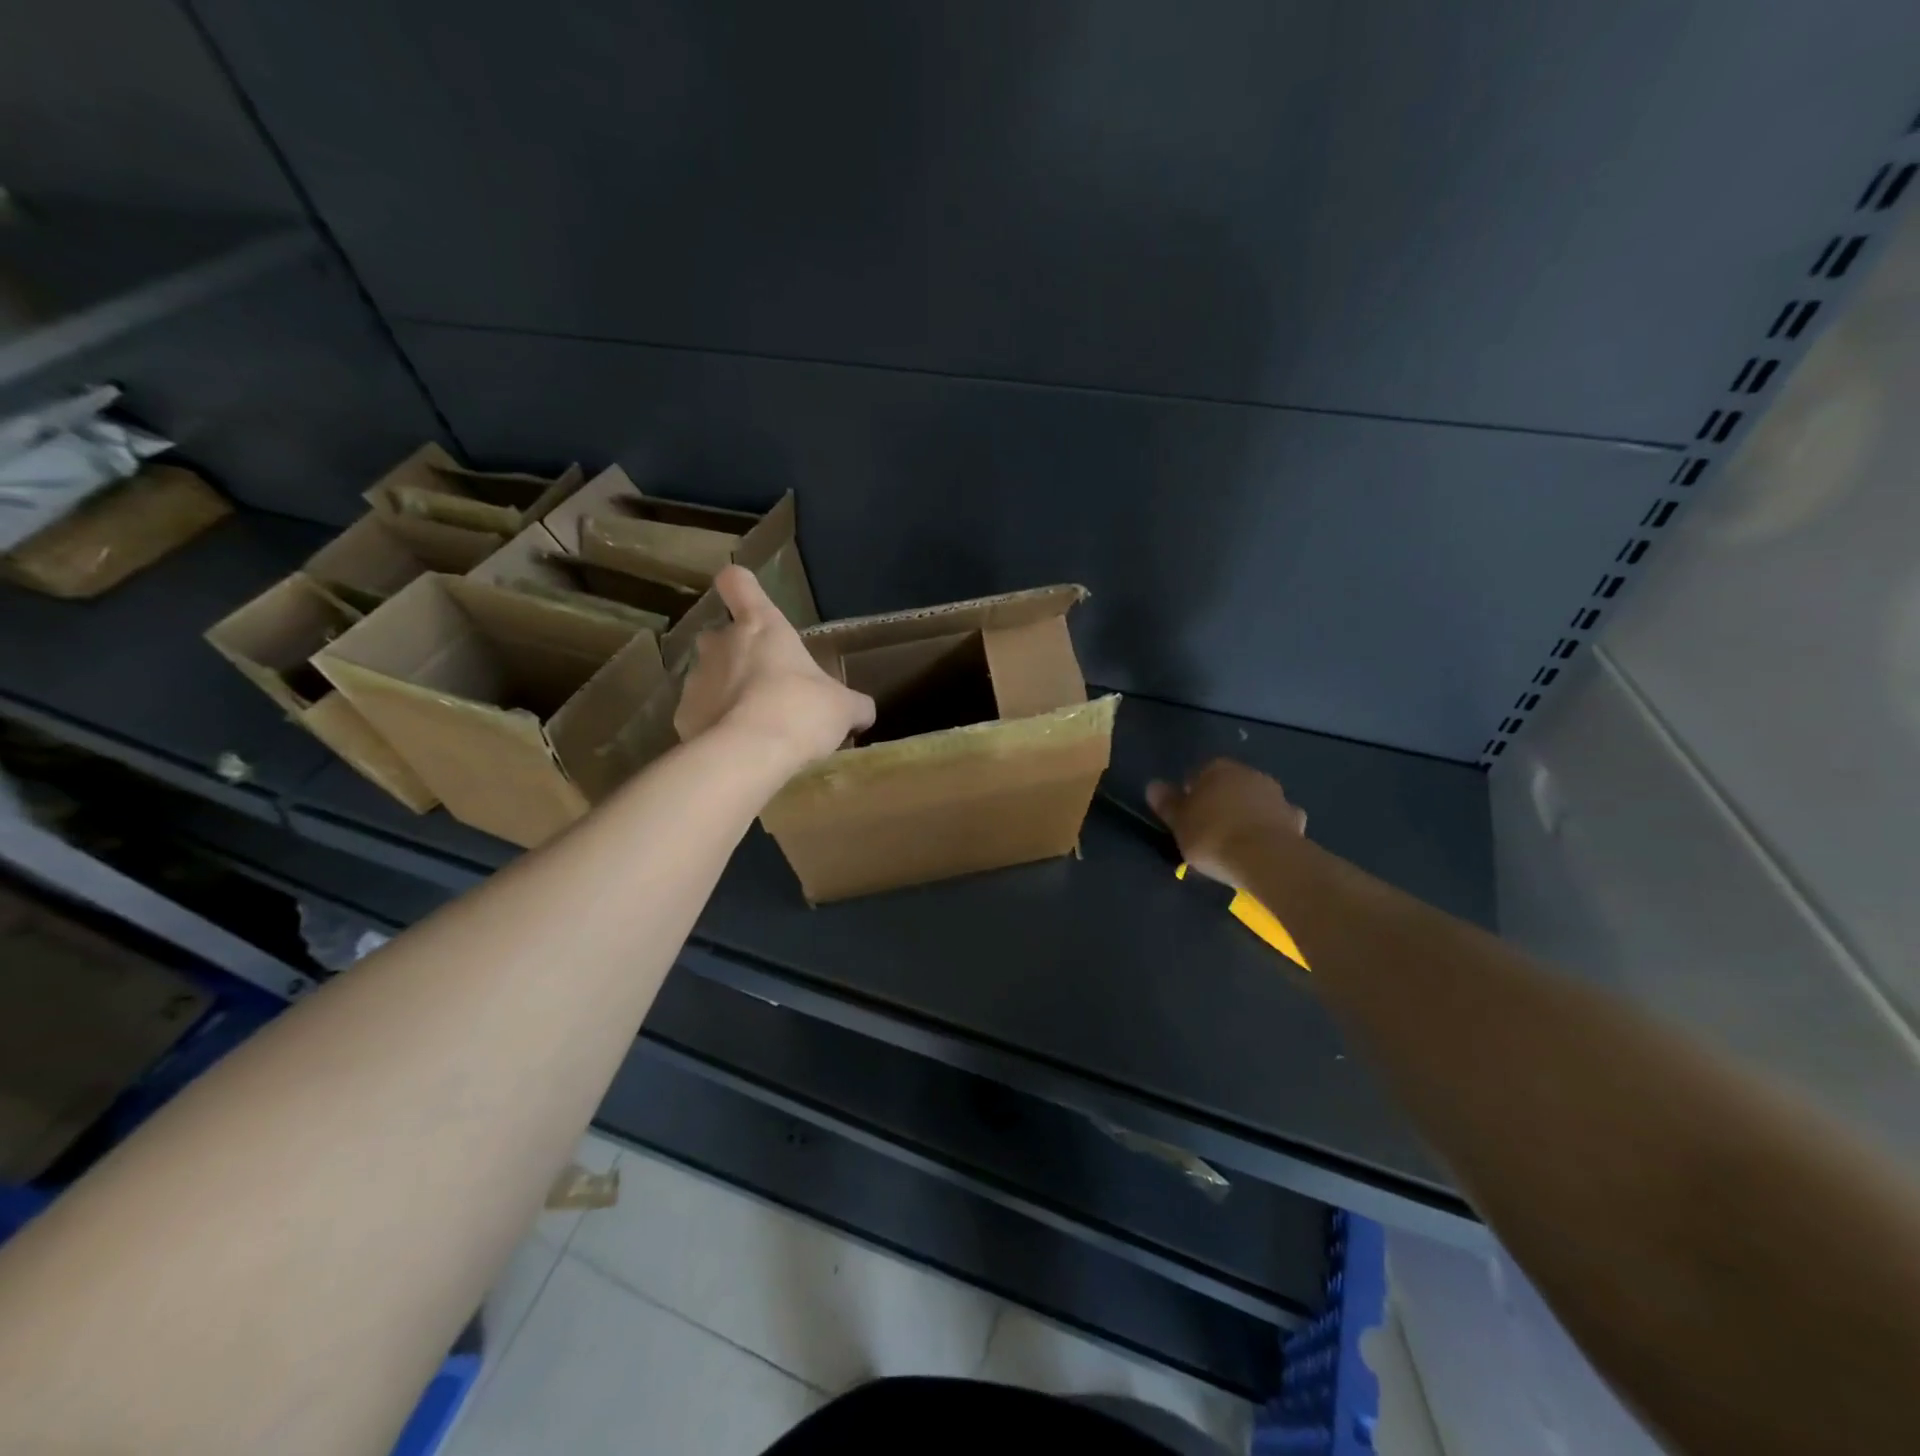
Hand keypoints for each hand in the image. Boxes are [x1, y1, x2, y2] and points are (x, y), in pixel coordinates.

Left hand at [674, 565, 874, 767]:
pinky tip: (736, 748)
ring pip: (708, 676)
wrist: (748, 755)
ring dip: (726, 692)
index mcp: (761, 626)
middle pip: (720, 635)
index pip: (738, 583)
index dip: (742, 587)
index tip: (749, 601)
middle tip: (764, 683)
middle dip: (736, 654)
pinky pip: (700, 714)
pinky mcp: (682, 715)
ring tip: (753, 724)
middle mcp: (721, 644)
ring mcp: (695, 679)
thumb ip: (854, 705)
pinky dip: (715, 726)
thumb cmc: (800, 711)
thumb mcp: (843, 708)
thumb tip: (864, 712)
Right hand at [1147, 759, 1306, 884]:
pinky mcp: (1294, 819)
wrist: (1266, 858)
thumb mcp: (1179, 823)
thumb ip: (1166, 803)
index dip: (1190, 795)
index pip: (1198, 775)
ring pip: (1254, 801)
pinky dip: (1269, 829)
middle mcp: (1249, 774)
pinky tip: (1262, 847)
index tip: (1186, 818)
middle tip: (1208, 830)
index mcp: (1218, 769)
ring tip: (1235, 842)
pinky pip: (1276, 821)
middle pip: (1229, 786)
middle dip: (1220, 803)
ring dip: (1246, 814)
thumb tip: (1153, 785)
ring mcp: (1276, 795)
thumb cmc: (1213, 835)